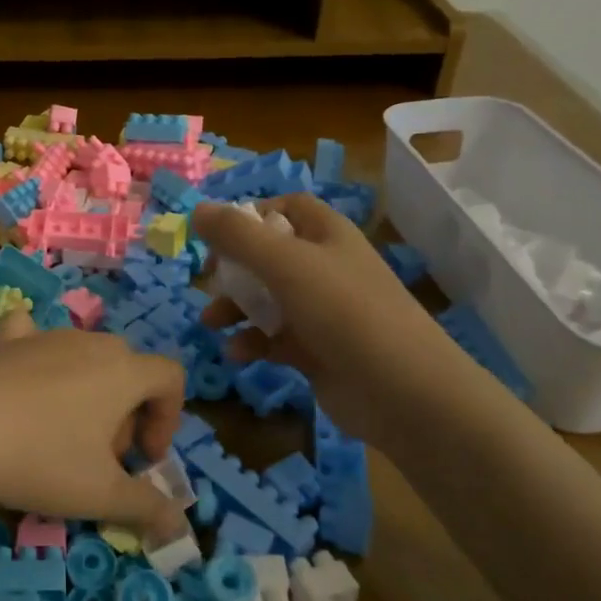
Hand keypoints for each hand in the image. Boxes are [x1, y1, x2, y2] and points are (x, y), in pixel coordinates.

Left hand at [0, 319, 187, 539]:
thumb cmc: (39, 459)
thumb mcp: (100, 495)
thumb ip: (147, 508)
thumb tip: (178, 525)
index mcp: (123, 371)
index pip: (170, 378)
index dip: (168, 419)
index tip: (145, 460)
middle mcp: (89, 343)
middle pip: (127, 370)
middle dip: (126, 415)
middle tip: (102, 459)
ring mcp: (43, 335)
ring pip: (83, 358)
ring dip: (87, 395)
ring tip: (59, 437)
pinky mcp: (3, 341)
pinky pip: (30, 335)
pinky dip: (36, 355)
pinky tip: (21, 381)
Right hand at [193, 195, 475, 453]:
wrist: (402, 391)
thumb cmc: (344, 311)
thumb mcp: (285, 264)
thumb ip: (237, 236)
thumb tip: (197, 210)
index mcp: (326, 235)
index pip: (286, 209)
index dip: (251, 216)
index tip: (217, 235)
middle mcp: (325, 268)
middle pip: (269, 255)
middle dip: (235, 268)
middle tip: (208, 281)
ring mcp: (322, 312)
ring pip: (268, 299)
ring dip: (236, 308)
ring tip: (211, 324)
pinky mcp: (317, 350)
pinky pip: (275, 338)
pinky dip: (253, 343)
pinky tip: (237, 353)